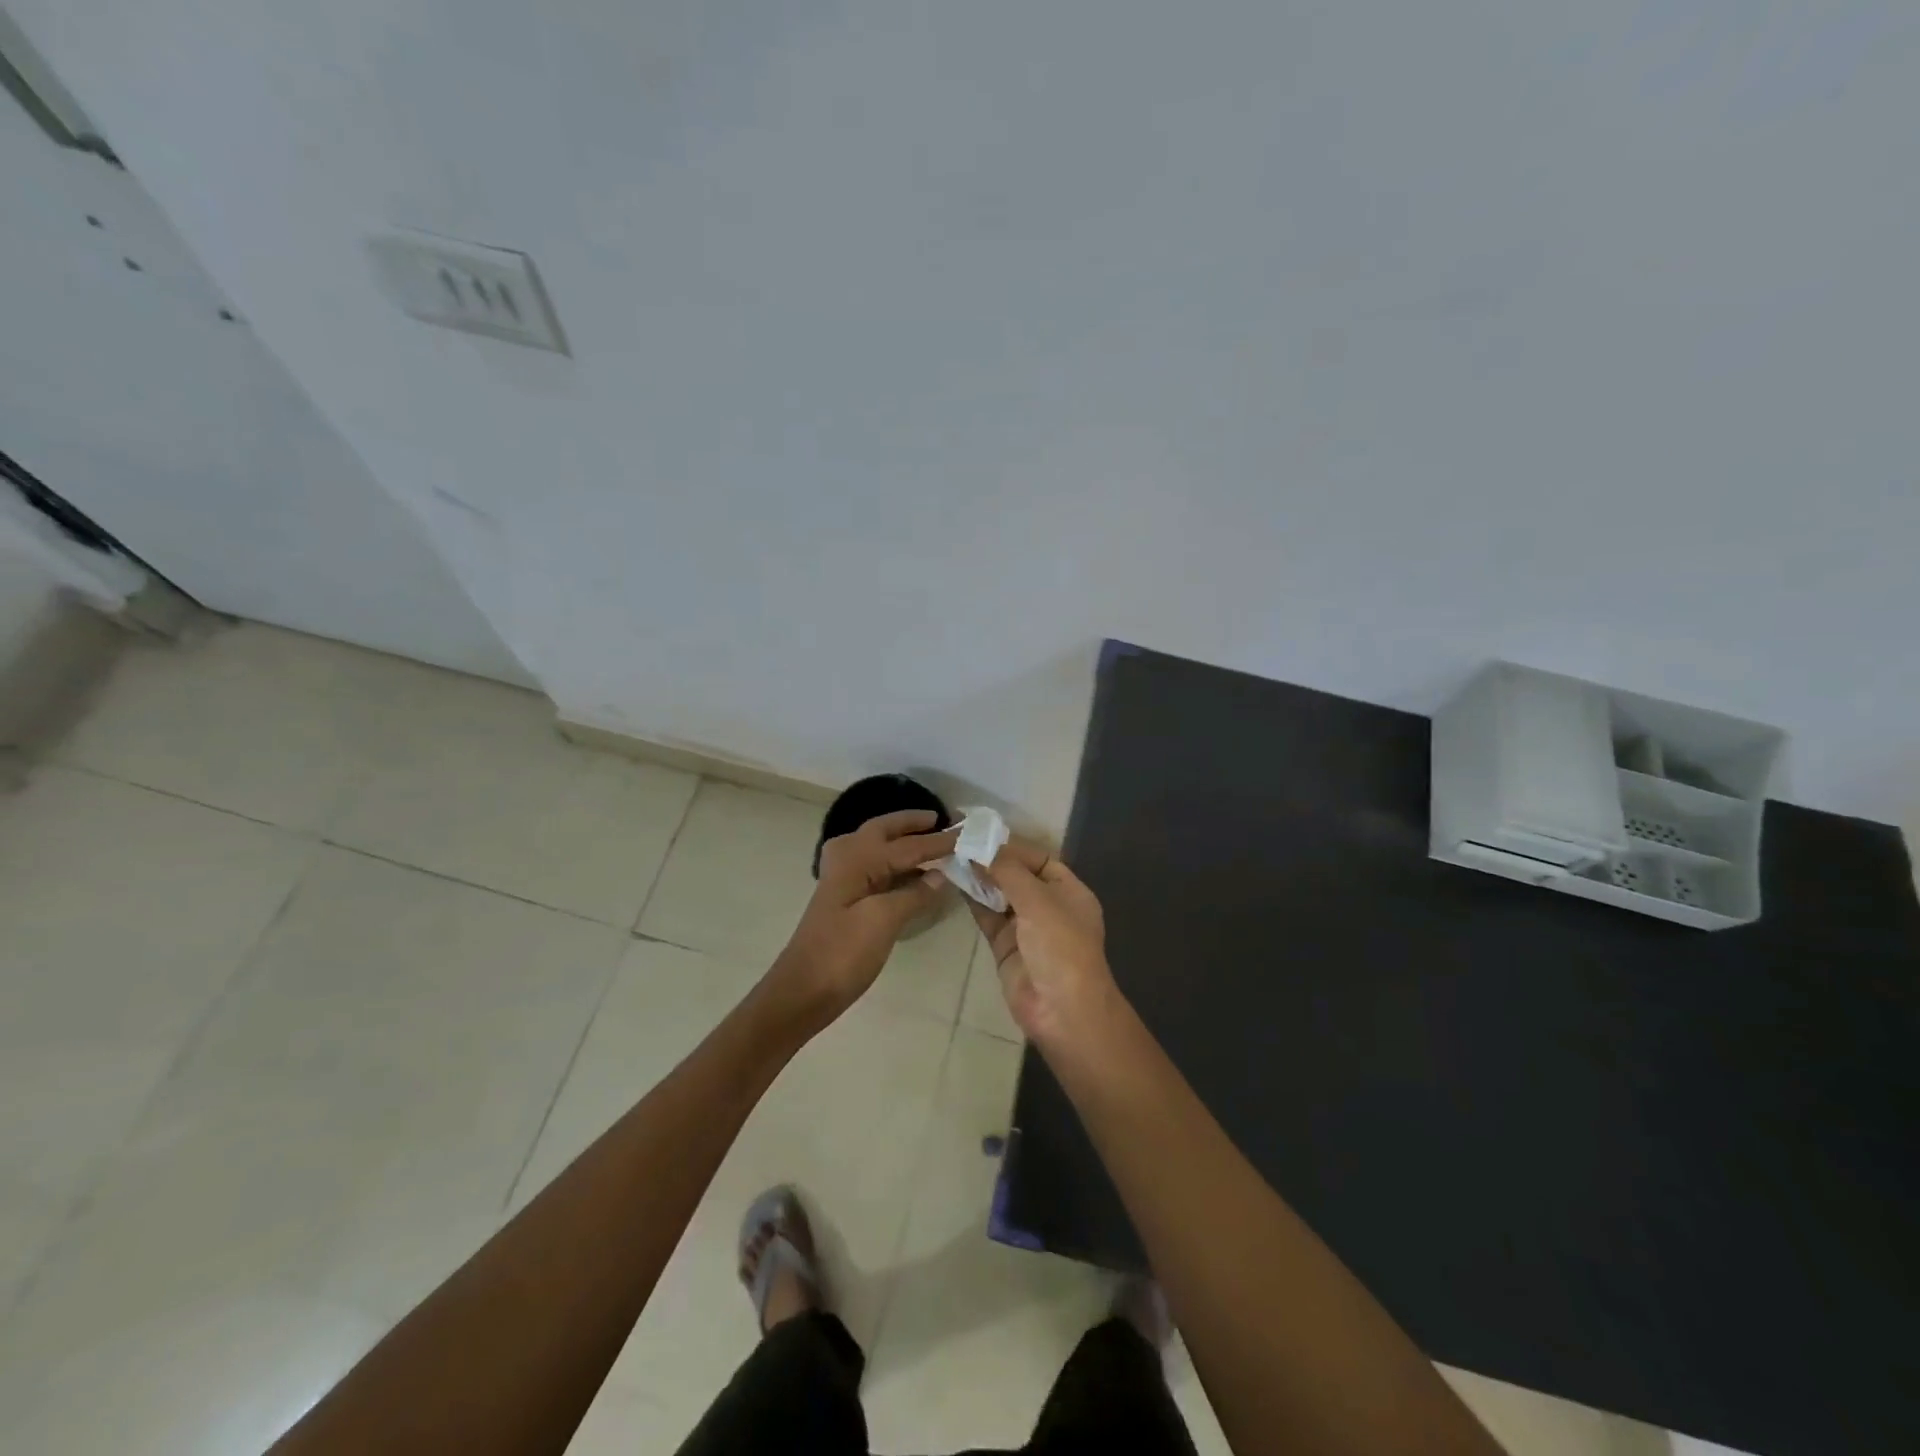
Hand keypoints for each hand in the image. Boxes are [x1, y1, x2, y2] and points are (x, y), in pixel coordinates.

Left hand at [773, 810, 957, 1025]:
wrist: (803, 990)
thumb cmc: (843, 953)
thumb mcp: (883, 920)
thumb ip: (914, 894)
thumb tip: (942, 874)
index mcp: (858, 859)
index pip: (908, 845)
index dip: (939, 841)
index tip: (968, 831)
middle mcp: (848, 859)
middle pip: (885, 831)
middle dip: (912, 823)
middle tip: (941, 819)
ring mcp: (844, 879)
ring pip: (878, 847)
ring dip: (903, 840)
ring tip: (932, 838)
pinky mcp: (846, 899)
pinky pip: (876, 868)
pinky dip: (896, 863)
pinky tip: (914, 873)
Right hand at [967, 838, 1116, 1046]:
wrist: (1062, 1011)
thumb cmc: (1061, 947)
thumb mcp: (1039, 901)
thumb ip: (1008, 871)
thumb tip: (981, 847)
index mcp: (1069, 891)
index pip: (1039, 858)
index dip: (1012, 846)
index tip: (980, 833)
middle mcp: (1049, 906)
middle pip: (1017, 875)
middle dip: (992, 860)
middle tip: (958, 841)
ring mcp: (1026, 927)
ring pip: (999, 895)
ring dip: (979, 877)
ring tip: (951, 856)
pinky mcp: (1005, 946)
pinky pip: (987, 916)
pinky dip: (973, 900)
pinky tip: (954, 882)